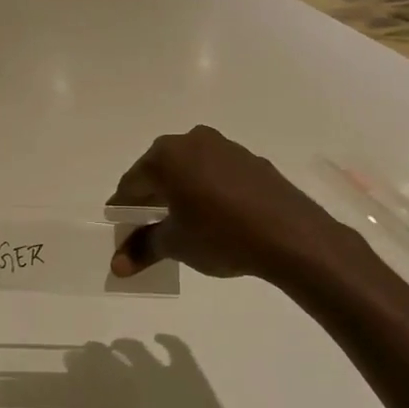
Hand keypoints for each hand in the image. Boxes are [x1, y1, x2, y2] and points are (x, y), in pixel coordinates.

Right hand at [70, 336, 252, 407]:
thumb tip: (91, 397)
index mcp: (116, 401)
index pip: (88, 373)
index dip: (77, 364)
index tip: (69, 360)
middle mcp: (135, 380)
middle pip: (108, 358)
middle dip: (94, 353)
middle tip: (87, 354)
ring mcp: (164, 373)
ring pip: (135, 349)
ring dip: (122, 346)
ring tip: (117, 347)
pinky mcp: (190, 373)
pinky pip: (175, 347)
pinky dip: (165, 340)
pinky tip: (157, 339)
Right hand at [108, 125, 348, 282]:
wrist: (291, 235)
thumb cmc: (221, 235)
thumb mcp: (175, 244)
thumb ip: (142, 249)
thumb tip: (116, 266)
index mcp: (166, 156)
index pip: (131, 184)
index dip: (122, 210)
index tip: (121, 231)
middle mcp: (191, 141)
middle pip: (158, 172)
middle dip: (150, 199)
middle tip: (147, 227)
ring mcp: (224, 147)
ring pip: (188, 170)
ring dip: (179, 192)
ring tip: (181, 223)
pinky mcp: (250, 159)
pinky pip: (215, 173)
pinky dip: (206, 190)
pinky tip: (214, 216)